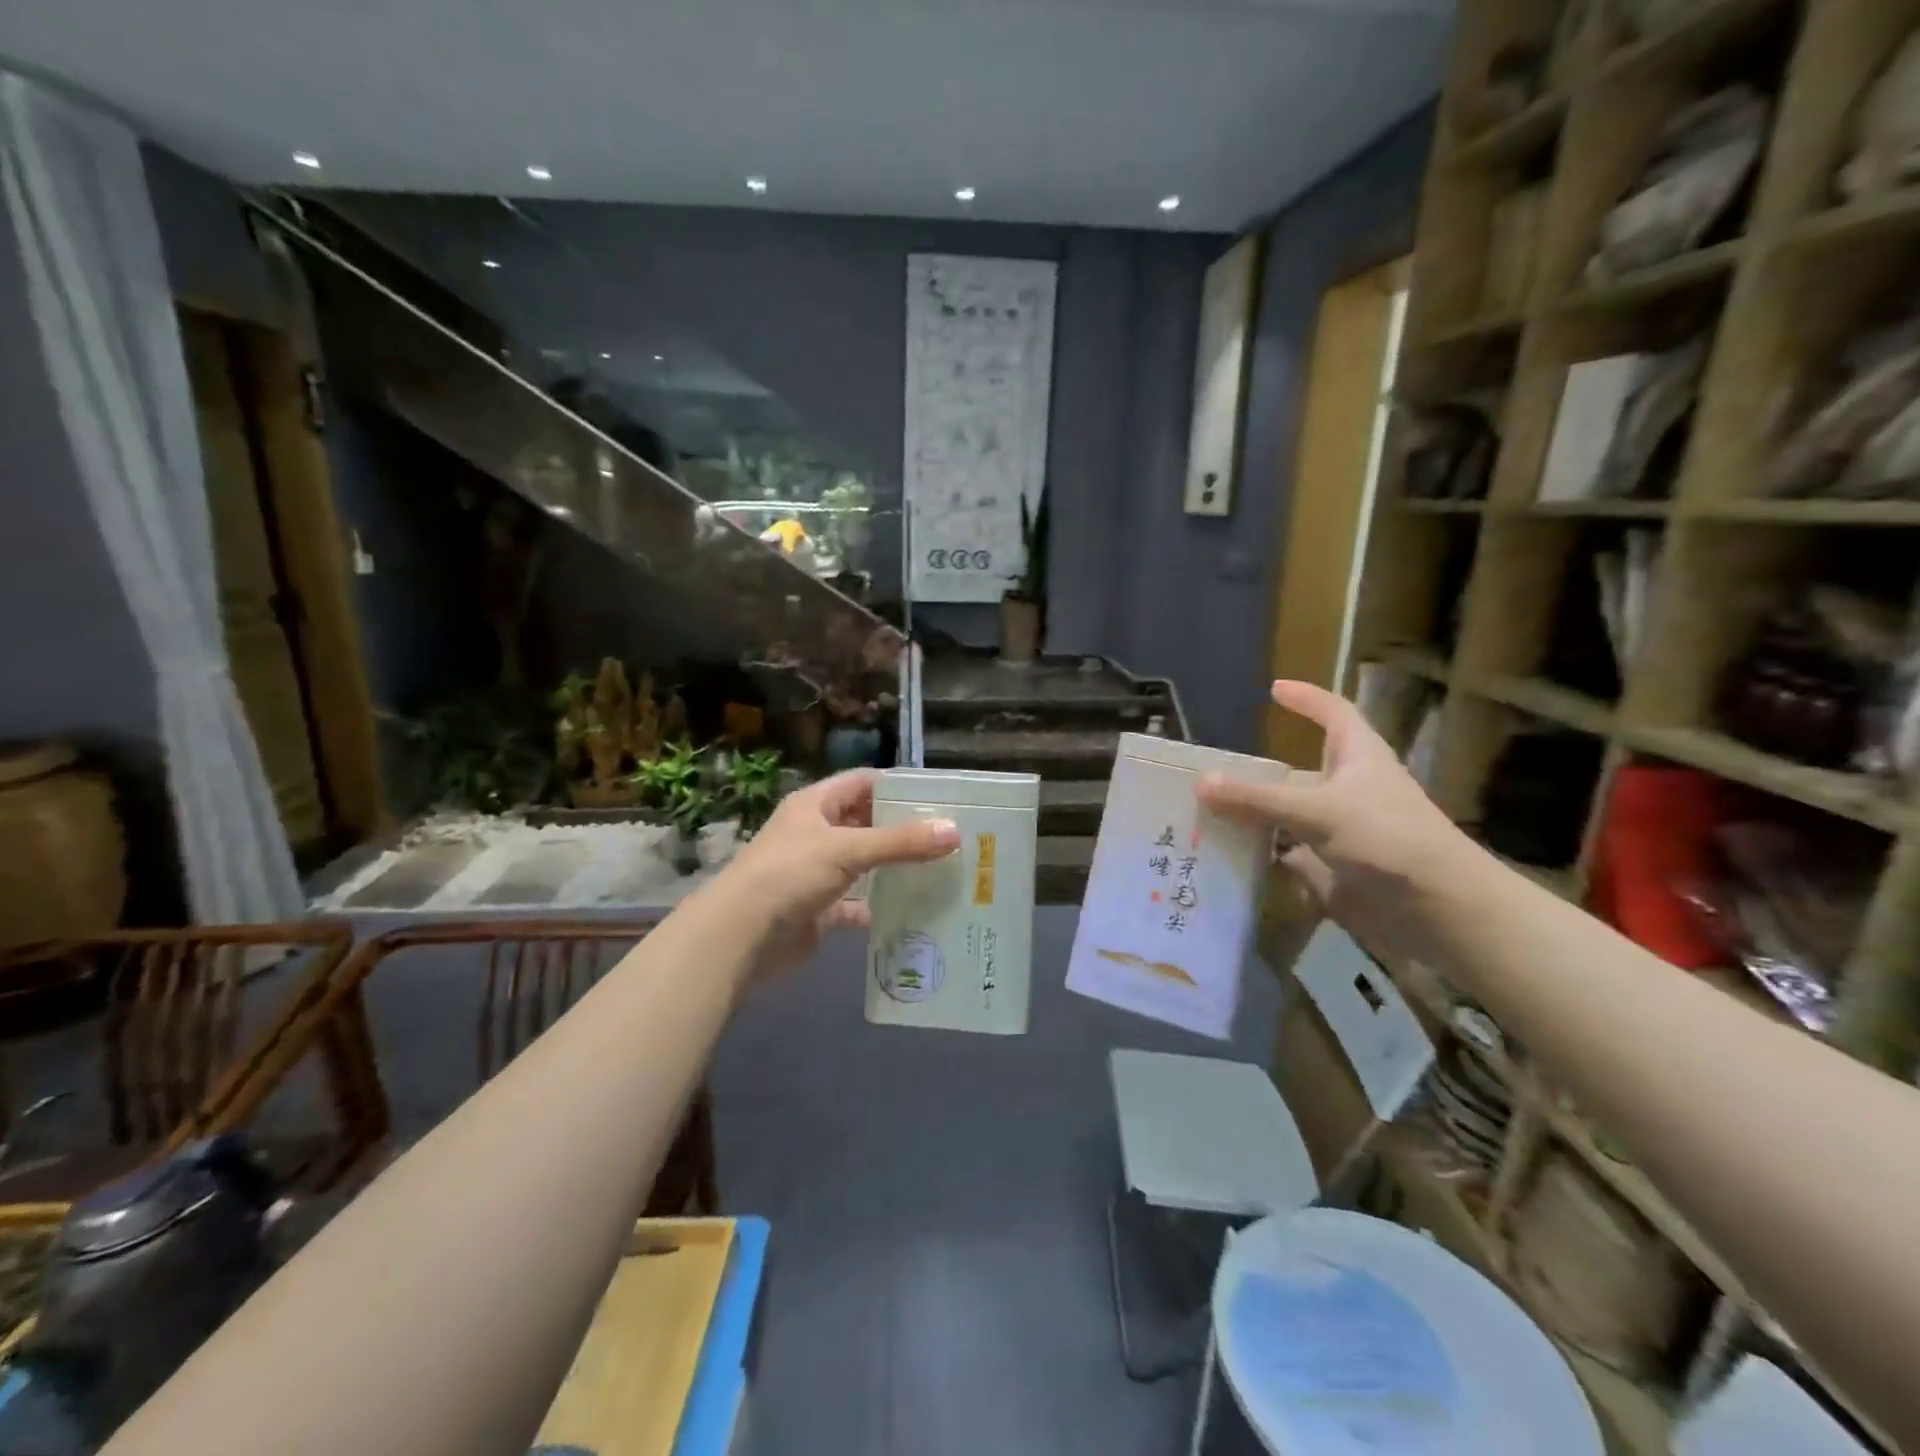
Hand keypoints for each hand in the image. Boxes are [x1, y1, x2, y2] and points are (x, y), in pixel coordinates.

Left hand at [715, 769, 959, 979]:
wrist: (741, 937)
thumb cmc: (790, 874)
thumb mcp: (847, 849)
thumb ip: (901, 842)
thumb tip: (954, 832)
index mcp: (816, 805)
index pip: (863, 783)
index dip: (897, 786)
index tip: (939, 797)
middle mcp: (816, 833)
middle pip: (866, 823)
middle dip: (903, 829)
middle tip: (950, 836)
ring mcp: (817, 873)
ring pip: (865, 864)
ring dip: (895, 868)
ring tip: (942, 870)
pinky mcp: (820, 909)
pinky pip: (857, 904)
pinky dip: (880, 907)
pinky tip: (914, 911)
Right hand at [1197, 681, 1476, 959]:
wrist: (1439, 910)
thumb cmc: (1388, 839)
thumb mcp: (1318, 810)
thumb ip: (1257, 799)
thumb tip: (1201, 782)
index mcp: (1358, 758)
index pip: (1334, 713)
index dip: (1308, 699)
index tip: (1274, 690)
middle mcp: (1348, 790)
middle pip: (1297, 772)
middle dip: (1258, 773)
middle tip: (1209, 774)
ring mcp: (1341, 831)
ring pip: (1288, 816)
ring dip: (1253, 816)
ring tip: (1202, 815)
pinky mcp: (1334, 868)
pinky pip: (1289, 855)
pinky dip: (1262, 856)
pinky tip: (1227, 856)